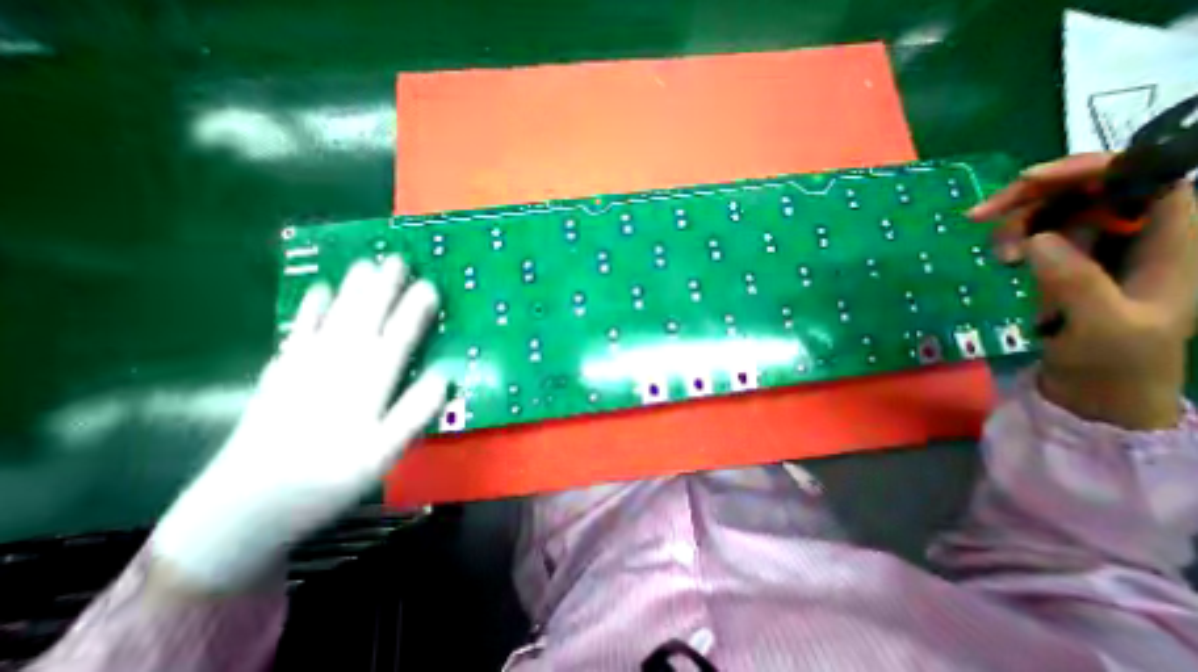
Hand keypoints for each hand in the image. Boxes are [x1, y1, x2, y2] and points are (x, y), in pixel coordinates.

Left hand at [153, 257, 446, 592]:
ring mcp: (304, 366)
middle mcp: (336, 366)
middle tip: (398, 259)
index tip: (431, 286)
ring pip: (333, 317)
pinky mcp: (279, 374)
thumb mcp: (383, 455)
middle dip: (384, 287)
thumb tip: (445, 376)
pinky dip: (308, 309)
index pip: (398, 337)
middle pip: (365, 317)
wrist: (240, 512)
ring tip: (364, 264)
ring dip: (351, 289)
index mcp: (366, 384)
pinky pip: (297, 331)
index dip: (415, 310)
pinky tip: (316, 291)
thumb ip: (415, 413)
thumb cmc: (326, 481)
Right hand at [972, 154, 1197, 429]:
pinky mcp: (1071, 259)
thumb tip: (1038, 239)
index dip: (1090, 167)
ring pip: (1056, 209)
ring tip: (998, 258)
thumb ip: (1075, 280)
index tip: (1026, 180)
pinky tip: (1003, 260)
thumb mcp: (1100, 324)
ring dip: (1015, 224)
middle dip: (1031, 197)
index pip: (1145, 177)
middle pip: (1089, 188)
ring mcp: (1103, 246)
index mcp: (1175, 239)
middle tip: (977, 217)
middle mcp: (1141, 232)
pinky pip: (1038, 232)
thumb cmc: (1115, 358)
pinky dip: (1013, 239)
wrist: (1100, 385)